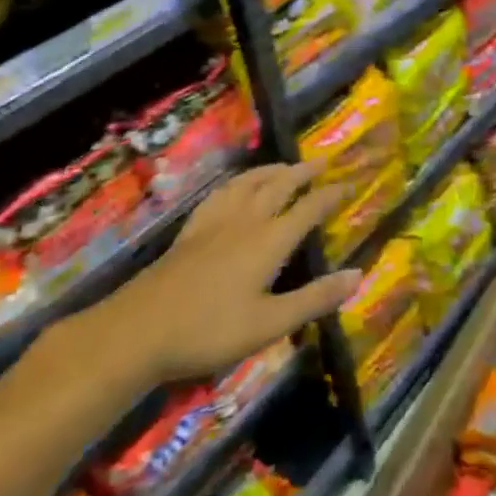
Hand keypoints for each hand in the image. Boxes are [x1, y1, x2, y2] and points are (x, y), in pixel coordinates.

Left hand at [81, 164, 357, 385]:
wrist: (136, 331)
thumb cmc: (209, 330)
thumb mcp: (270, 323)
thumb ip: (315, 298)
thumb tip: (359, 274)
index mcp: (269, 241)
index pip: (309, 208)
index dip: (332, 194)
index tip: (350, 184)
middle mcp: (245, 221)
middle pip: (279, 185)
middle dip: (303, 172)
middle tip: (322, 163)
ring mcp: (214, 224)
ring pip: (247, 184)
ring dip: (271, 171)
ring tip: (284, 167)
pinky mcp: (190, 232)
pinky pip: (220, 194)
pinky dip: (237, 183)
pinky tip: (234, 188)